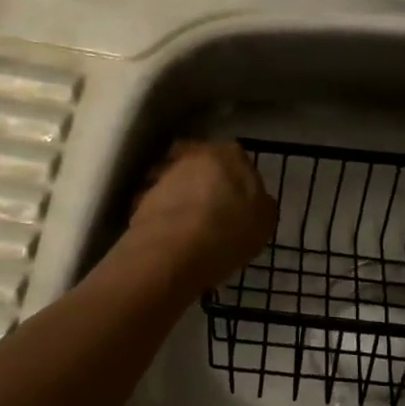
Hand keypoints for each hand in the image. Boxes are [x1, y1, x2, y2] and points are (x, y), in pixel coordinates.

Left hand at [121, 141, 276, 291]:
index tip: (239, 202)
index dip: (237, 180)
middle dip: (206, 183)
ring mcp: (163, 174)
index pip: (236, 158)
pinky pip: (158, 205)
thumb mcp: (265, 221)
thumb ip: (261, 204)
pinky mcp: (139, 198)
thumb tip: (256, 202)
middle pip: (202, 166)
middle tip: (214, 211)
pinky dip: (164, 217)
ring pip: (177, 182)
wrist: (175, 251)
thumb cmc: (230, 230)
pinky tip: (172, 239)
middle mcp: (193, 154)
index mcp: (229, 153)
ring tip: (191, 229)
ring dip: (182, 199)